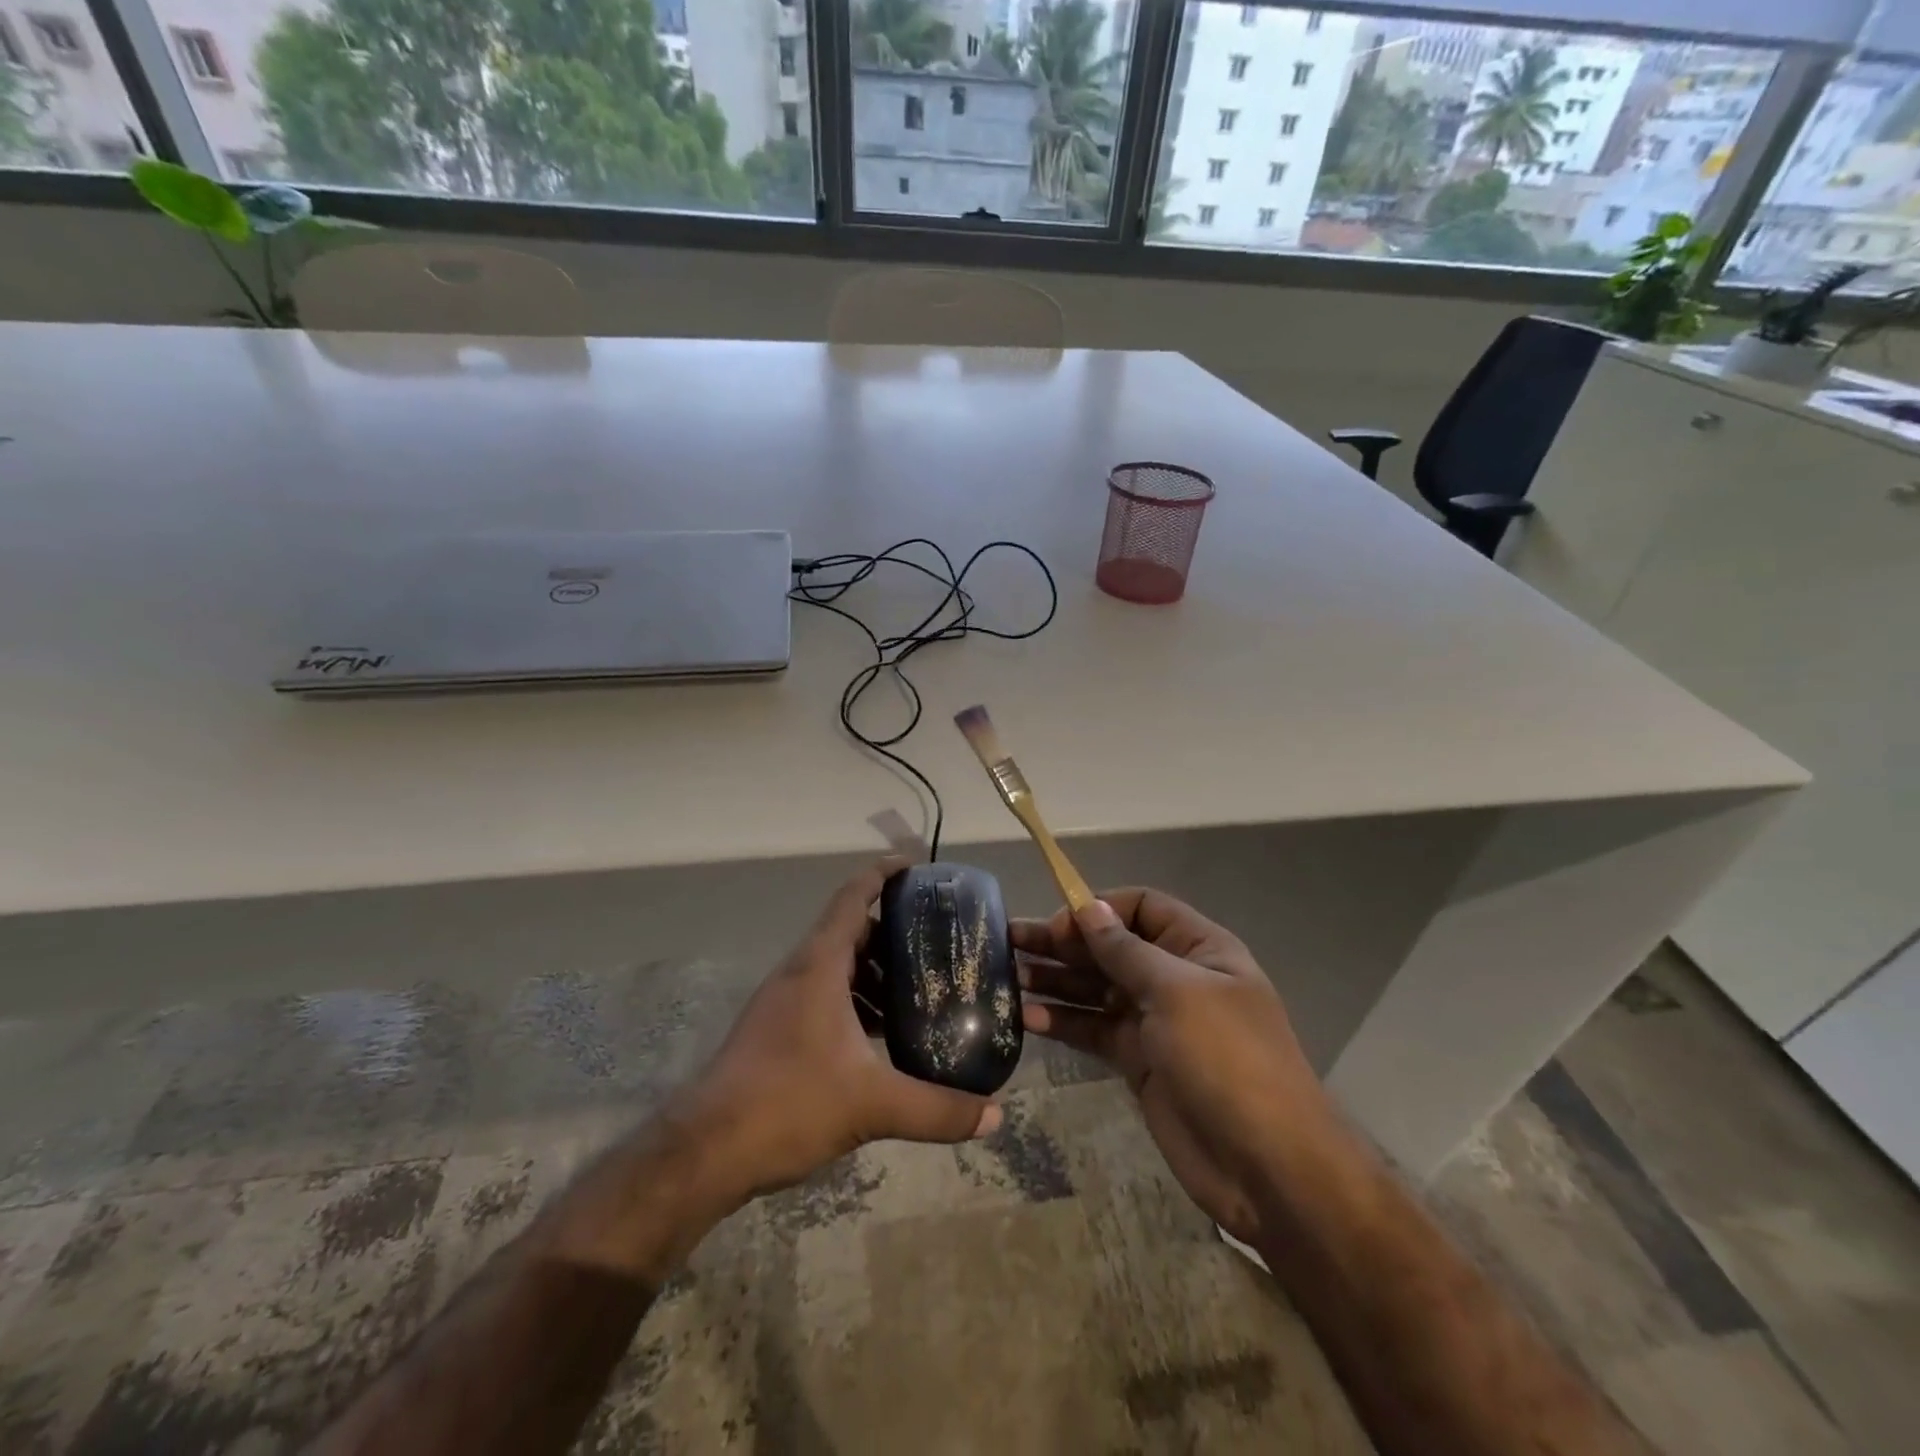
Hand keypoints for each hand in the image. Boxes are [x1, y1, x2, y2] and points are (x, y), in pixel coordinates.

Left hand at [669, 859, 1003, 1211]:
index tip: (916, 867)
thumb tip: (995, 1115)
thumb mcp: (872, 1104)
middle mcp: (800, 972)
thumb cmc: (788, 1103)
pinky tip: (883, 1035)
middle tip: (938, 942)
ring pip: (838, 966)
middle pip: (851, 931)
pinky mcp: (777, 1030)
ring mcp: (784, 1001)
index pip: (853, 897)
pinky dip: (857, 1000)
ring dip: (876, 971)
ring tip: (919, 991)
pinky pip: (826, 996)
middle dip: (893, 932)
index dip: (883, 874)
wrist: (705, 1150)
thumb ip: (937, 1109)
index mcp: (820, 965)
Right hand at [1013, 890, 1326, 1246]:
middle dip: (1064, 943)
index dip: (1099, 909)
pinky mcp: (1138, 1061)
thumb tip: (1089, 908)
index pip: (1142, 907)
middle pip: (1111, 948)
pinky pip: (1094, 1030)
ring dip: (1056, 980)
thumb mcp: (1176, 992)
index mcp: (1198, 949)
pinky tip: (1027, 1019)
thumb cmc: (1227, 1059)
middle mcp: (1175, 978)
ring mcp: (1155, 1022)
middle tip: (1010, 941)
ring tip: (1009, 976)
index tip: (1059, 925)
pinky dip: (1063, 1022)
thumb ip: (1126, 951)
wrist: (1267, 1166)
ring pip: (1096, 989)